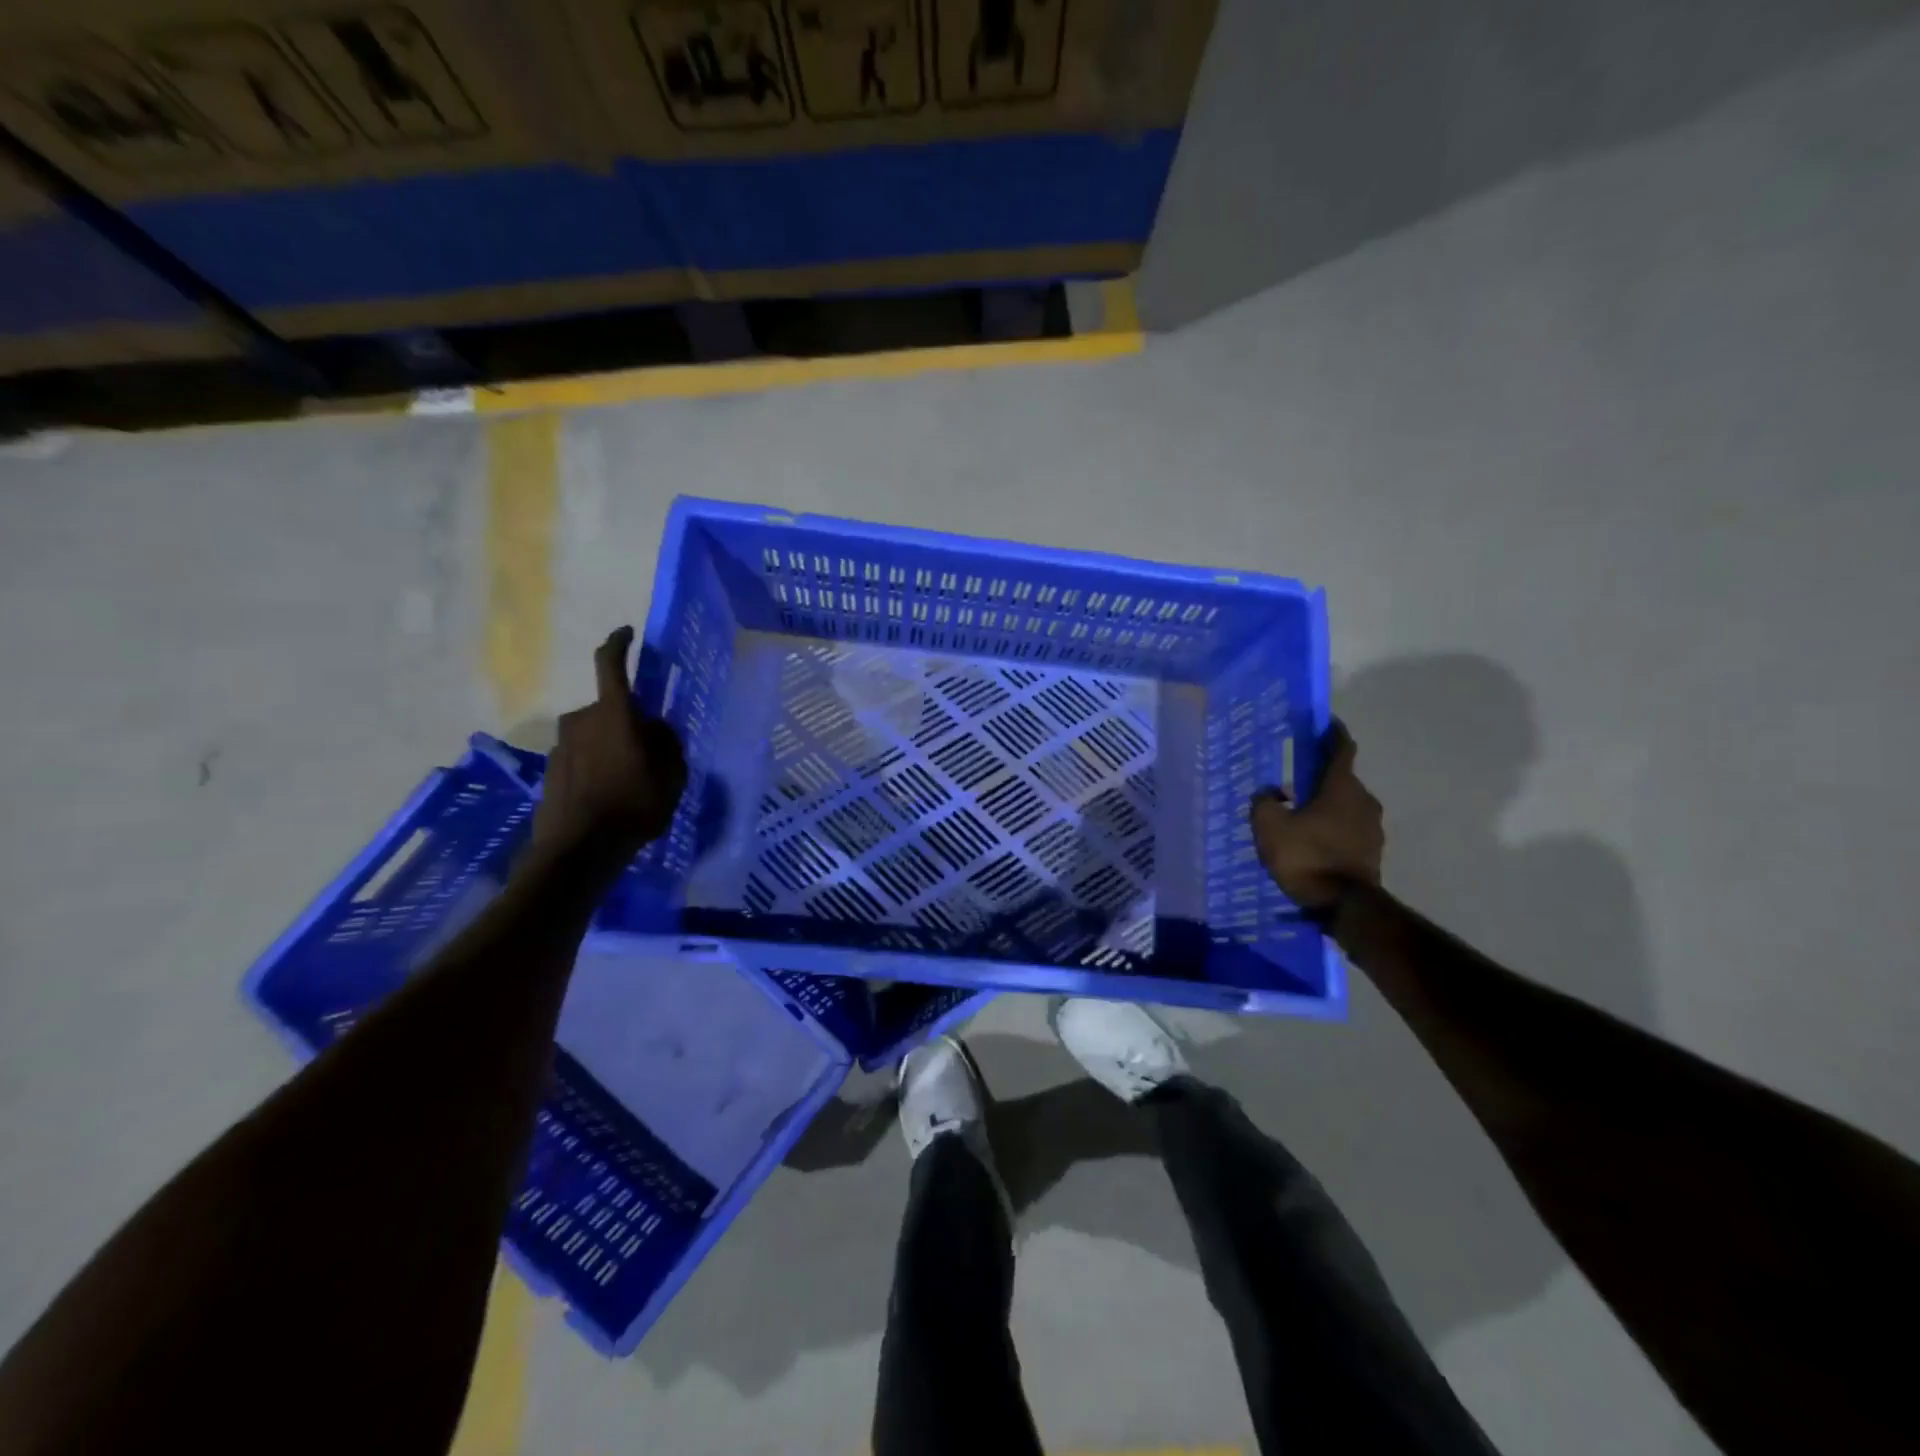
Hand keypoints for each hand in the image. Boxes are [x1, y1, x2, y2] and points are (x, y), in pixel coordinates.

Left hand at [532, 627, 686, 859]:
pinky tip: (609, 795)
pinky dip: (596, 765)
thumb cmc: (635, 807)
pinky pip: (582, 755)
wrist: (578, 850)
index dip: (619, 644)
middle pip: (611, 709)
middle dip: (630, 721)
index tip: (627, 633)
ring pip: (596, 734)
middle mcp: (582, 720)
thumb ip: (668, 744)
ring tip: (631, 781)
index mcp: (614, 714)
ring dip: (612, 745)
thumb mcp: (672, 776)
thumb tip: (657, 729)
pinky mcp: (551, 769)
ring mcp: (562, 745)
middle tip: (651, 752)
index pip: (610, 664)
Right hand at [1250, 721, 1382, 910]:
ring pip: (1347, 806)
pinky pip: (1350, 829)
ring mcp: (1373, 828)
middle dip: (1322, 777)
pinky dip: (1333, 827)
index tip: (1325, 723)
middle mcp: (1364, 801)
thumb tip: (1271, 792)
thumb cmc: (1306, 857)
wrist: (1343, 906)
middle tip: (1297, 780)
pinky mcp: (1372, 852)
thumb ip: (1264, 802)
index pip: (1342, 749)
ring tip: (1302, 814)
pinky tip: (1313, 840)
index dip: (1333, 734)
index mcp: (1342, 787)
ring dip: (1327, 805)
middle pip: (1343, 780)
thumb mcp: (1269, 826)